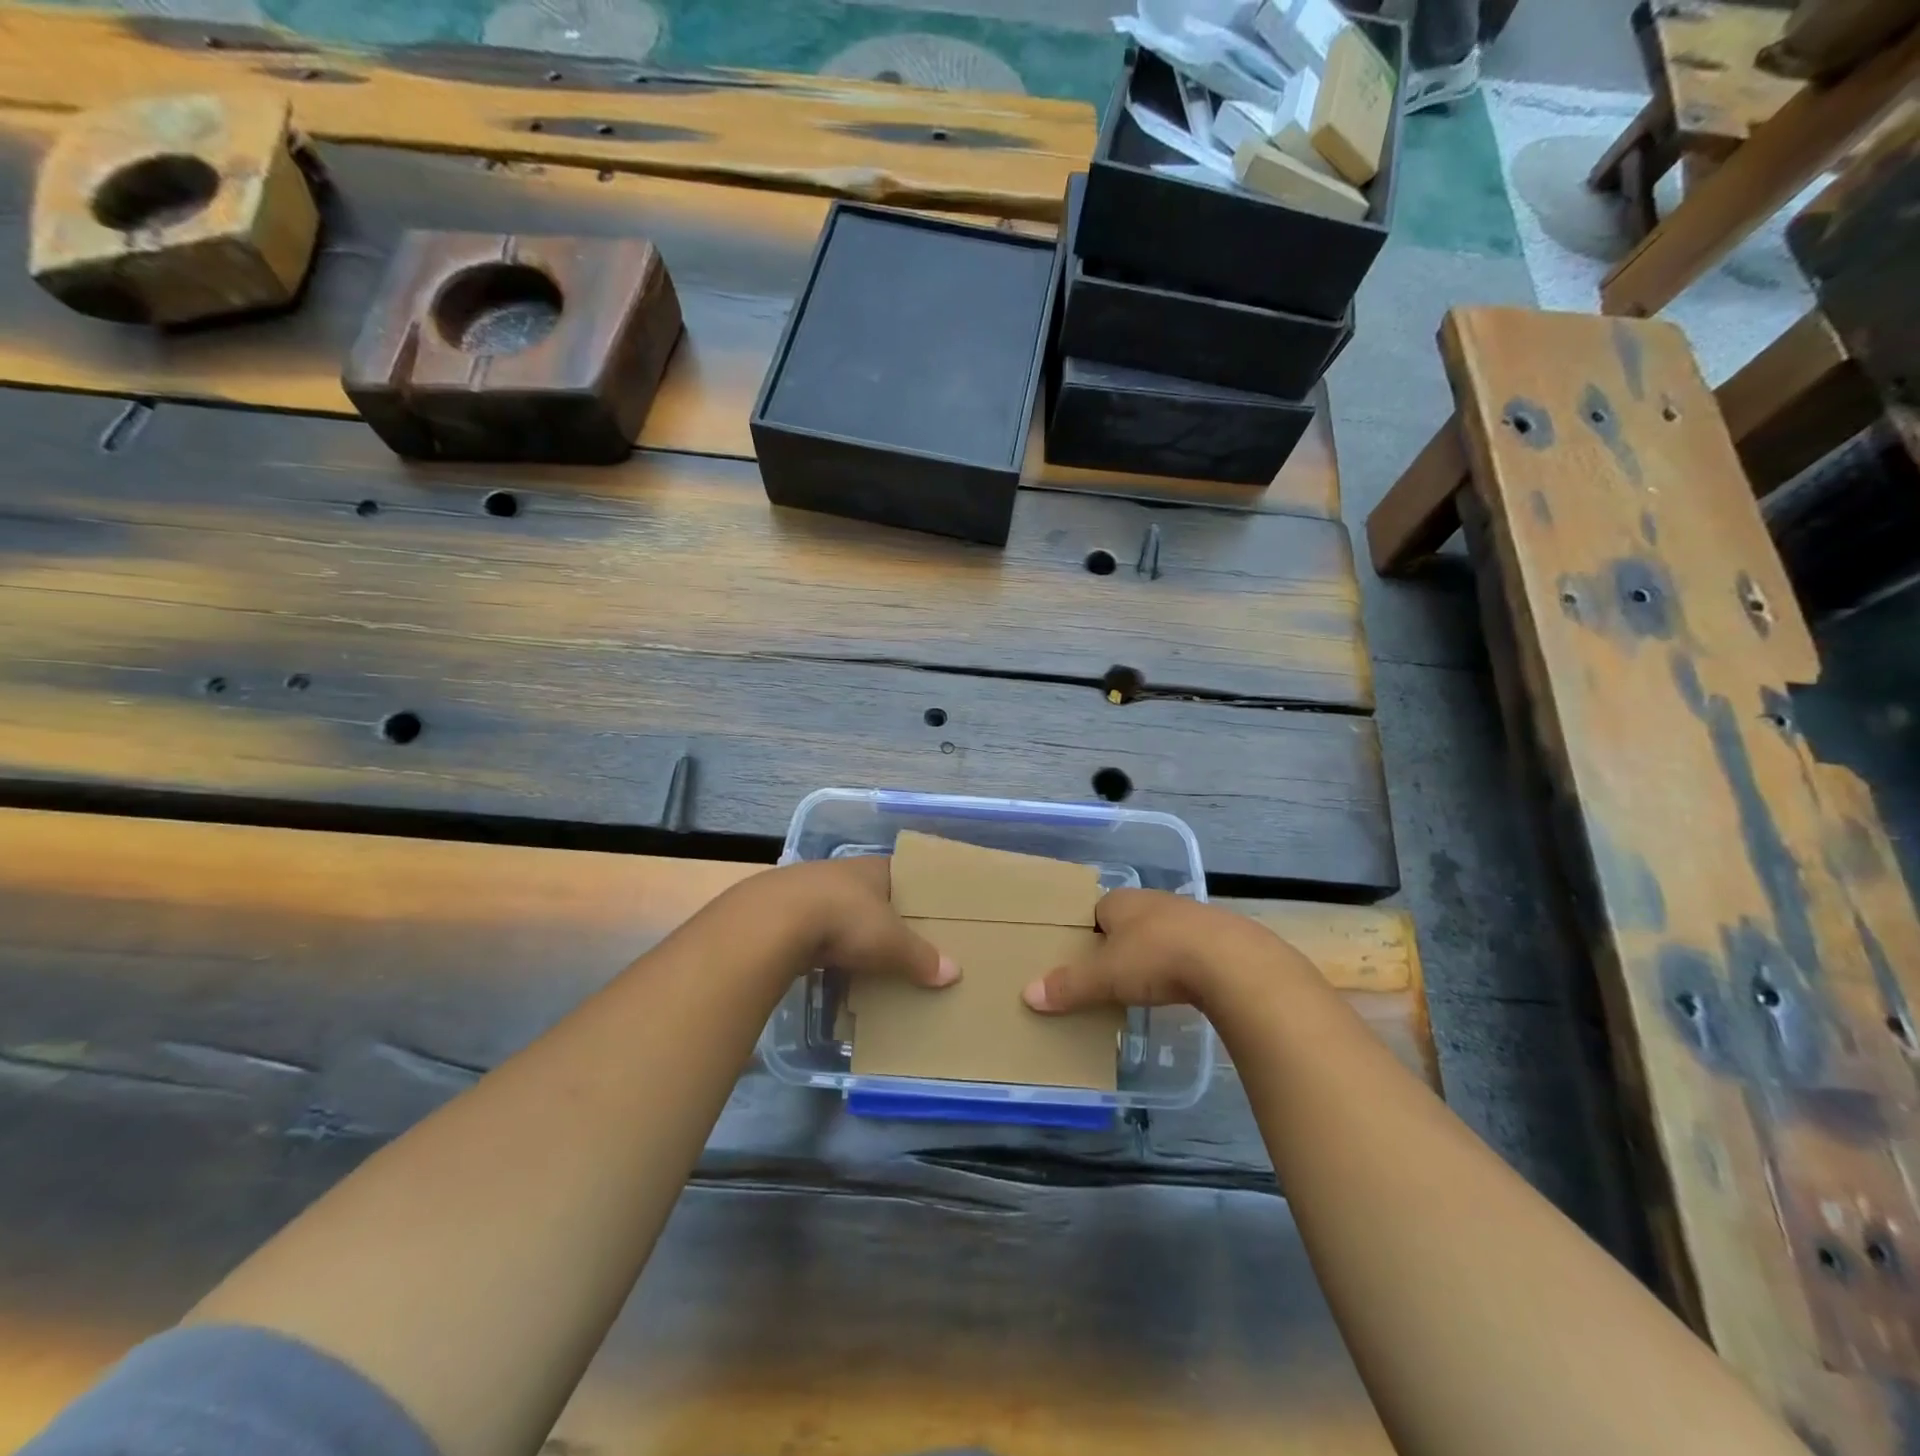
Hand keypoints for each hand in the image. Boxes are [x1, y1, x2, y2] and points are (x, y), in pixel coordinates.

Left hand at [757, 856, 960, 988]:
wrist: (772, 923)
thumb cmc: (844, 919)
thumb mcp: (891, 941)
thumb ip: (921, 957)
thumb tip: (954, 973)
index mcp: (872, 868)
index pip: (902, 873)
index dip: (916, 890)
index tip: (930, 911)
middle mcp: (841, 873)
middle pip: (871, 894)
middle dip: (884, 916)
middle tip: (904, 940)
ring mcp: (808, 892)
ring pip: (840, 912)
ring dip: (851, 933)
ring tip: (869, 958)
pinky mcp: (783, 916)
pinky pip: (815, 933)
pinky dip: (825, 948)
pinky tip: (831, 967)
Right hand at [1021, 889, 1291, 1013]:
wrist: (1231, 962)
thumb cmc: (1157, 958)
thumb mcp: (1106, 977)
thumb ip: (1069, 986)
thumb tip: (1028, 995)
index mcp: (1122, 901)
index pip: (1096, 910)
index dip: (1088, 932)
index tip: (1082, 958)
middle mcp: (1154, 900)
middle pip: (1128, 921)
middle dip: (1120, 943)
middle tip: (1109, 975)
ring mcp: (1190, 916)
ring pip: (1161, 933)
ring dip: (1154, 953)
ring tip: (1145, 984)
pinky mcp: (1219, 937)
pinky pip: (1190, 949)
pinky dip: (1182, 965)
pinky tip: (1182, 986)